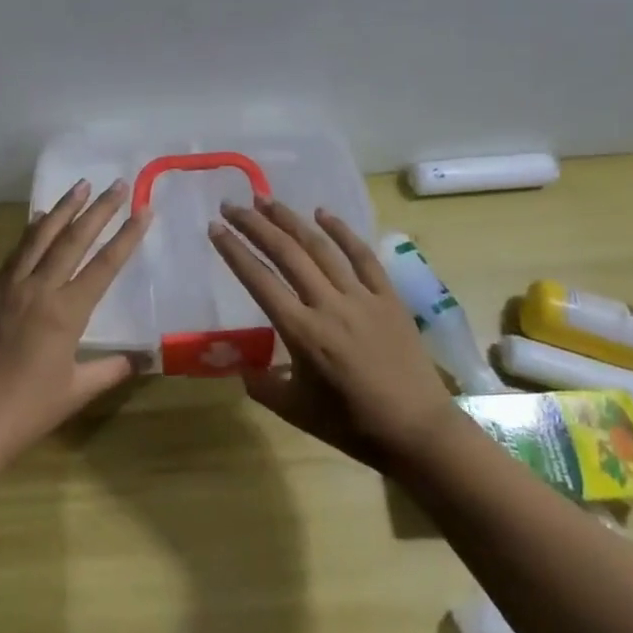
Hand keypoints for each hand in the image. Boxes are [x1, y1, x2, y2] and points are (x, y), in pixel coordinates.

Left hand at [0, 178, 151, 470]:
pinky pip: (17, 251)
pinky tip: (39, 219)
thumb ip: (111, 369)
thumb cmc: (28, 410)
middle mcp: (39, 289)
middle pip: (73, 239)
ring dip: (63, 209)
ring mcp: (11, 286)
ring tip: (80, 186)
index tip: (144, 209)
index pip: (104, 265)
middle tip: (117, 184)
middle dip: (98, 209)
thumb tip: (144, 358)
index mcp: (66, 312)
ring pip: (40, 236)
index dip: (127, 236)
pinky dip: (32, 230)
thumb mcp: (77, 391)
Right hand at [209, 196, 451, 466]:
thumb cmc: (352, 425)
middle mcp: (328, 305)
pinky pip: (362, 256)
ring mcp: (360, 297)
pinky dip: (342, 231)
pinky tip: (323, 213)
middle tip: (231, 206)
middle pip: (286, 254)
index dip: (234, 252)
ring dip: (290, 220)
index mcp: (301, 332)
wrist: (418, 430)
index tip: (215, 228)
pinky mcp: (387, 296)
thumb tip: (242, 366)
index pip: (259, 281)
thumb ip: (262, 385)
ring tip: (266, 201)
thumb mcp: (295, 412)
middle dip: (255, 225)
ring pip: (320, 247)